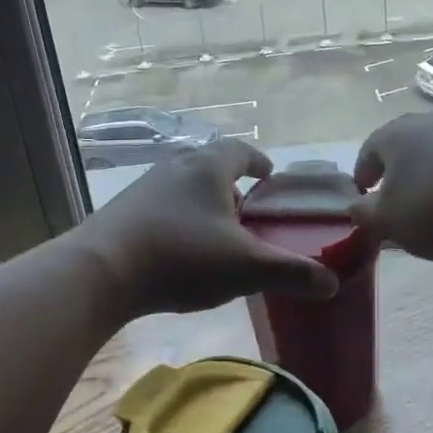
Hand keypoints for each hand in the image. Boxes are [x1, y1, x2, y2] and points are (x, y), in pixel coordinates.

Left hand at [78, 139, 339, 318]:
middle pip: (210, 166)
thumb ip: (291, 273)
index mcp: (207, 167)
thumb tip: (332, 283)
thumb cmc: (181, 257)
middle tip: (249, 211)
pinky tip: (180, 250)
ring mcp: (144, 187)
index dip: (258, 161)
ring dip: (203, 203)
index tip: (270, 175)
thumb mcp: (244, 268)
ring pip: (184, 186)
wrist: (99, 272)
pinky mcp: (122, 211)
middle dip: (232, 185)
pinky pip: (161, 206)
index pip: (240, 150)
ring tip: (217, 234)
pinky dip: (178, 219)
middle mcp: (175, 166)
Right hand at [351, 114, 432, 260]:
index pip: (368, 152)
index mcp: (393, 135)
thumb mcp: (390, 221)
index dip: (361, 176)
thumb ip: (366, 216)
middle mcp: (428, 124)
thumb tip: (356, 208)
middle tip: (395, 207)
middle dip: (397, 178)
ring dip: (430, 182)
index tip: (361, 197)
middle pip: (404, 151)